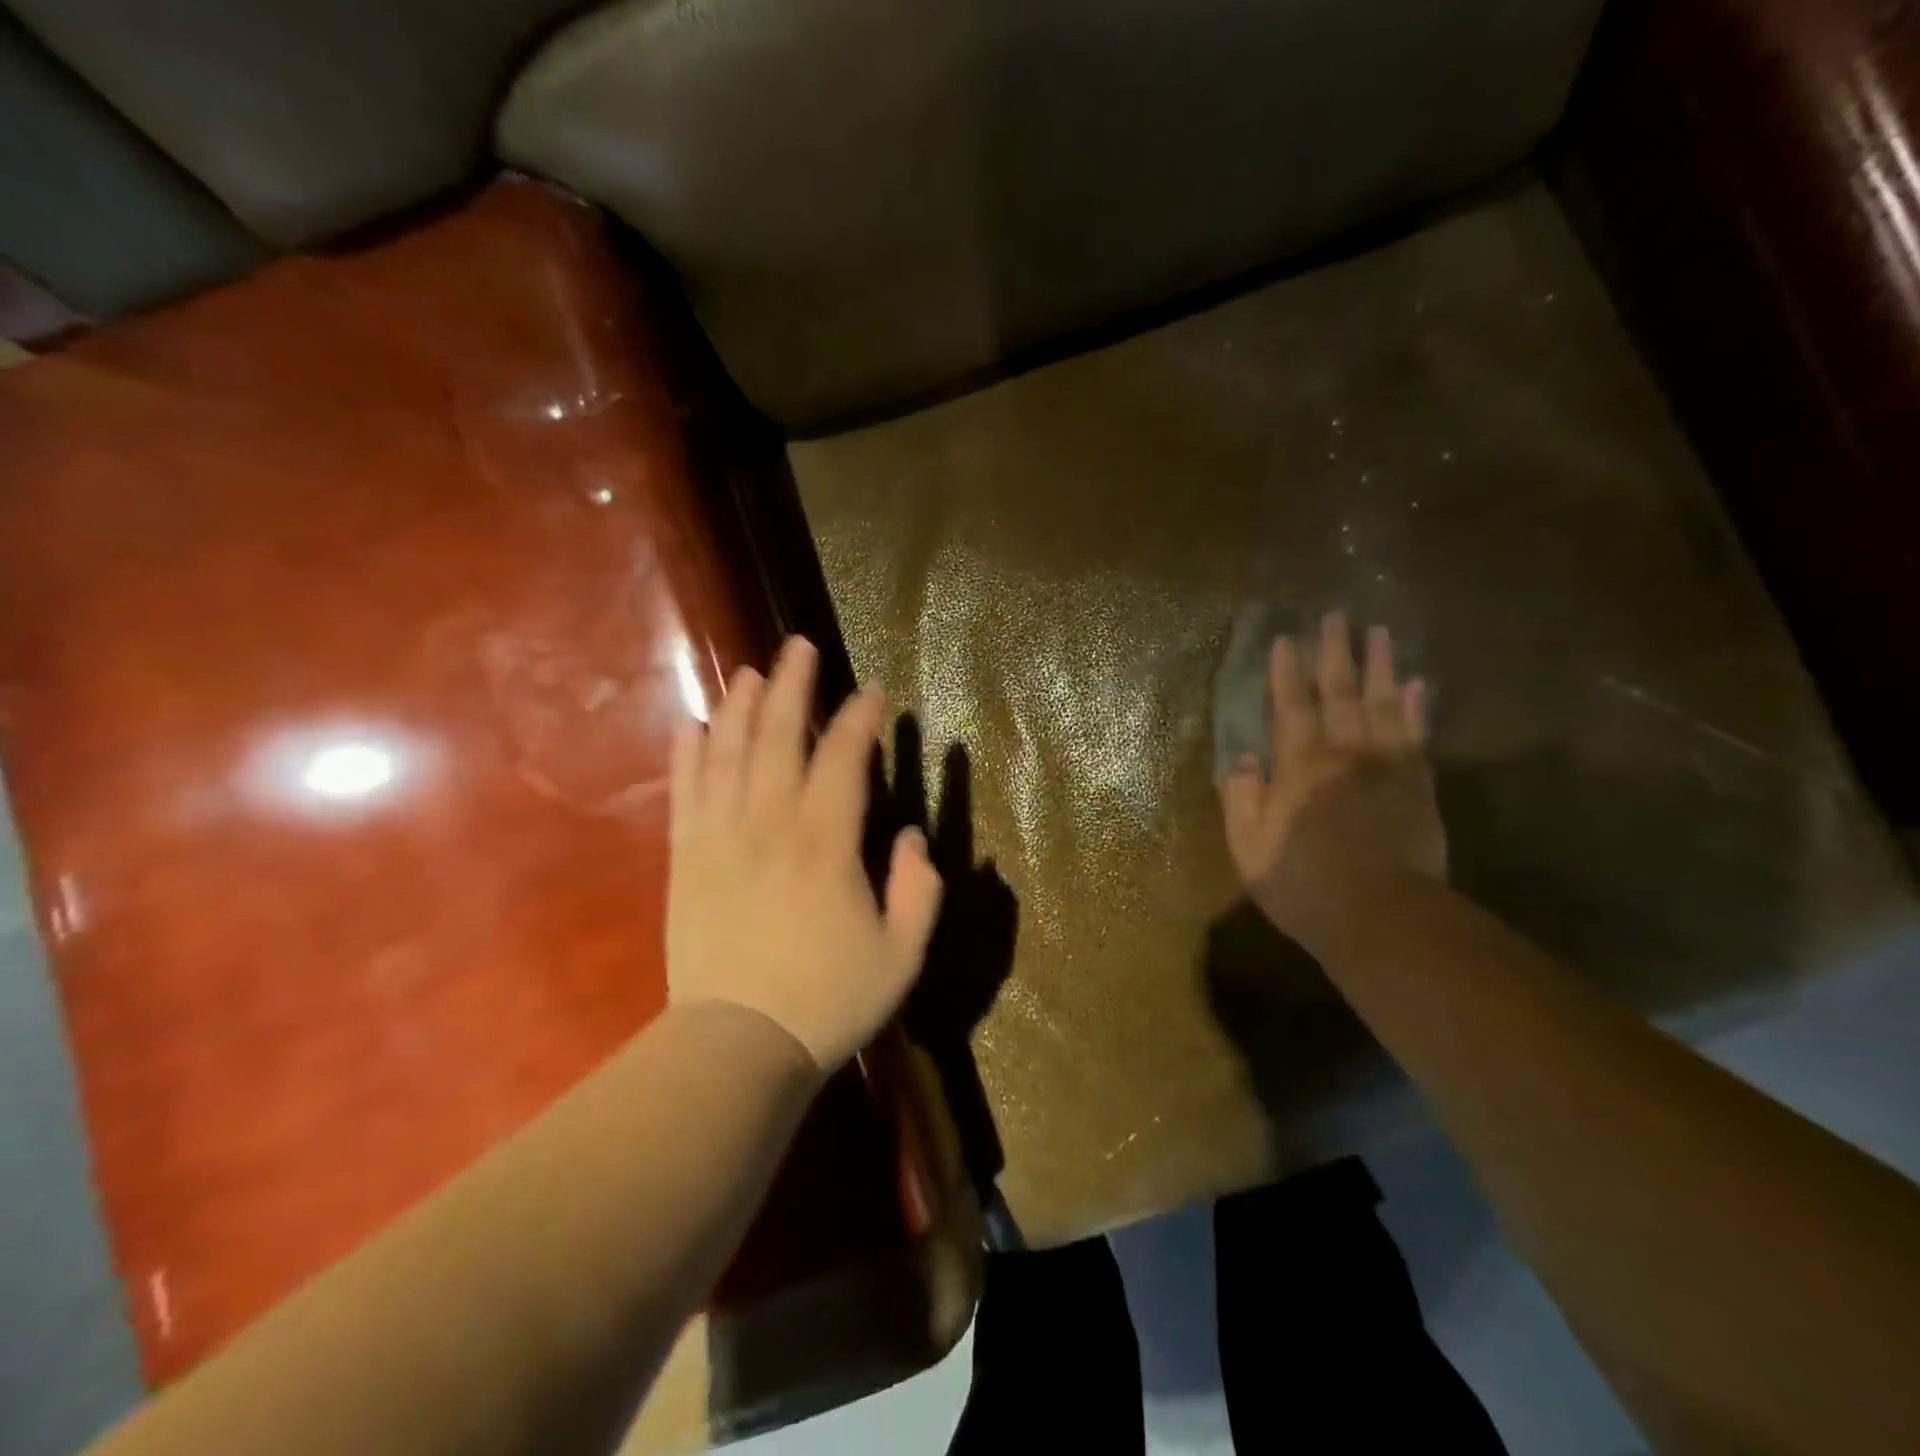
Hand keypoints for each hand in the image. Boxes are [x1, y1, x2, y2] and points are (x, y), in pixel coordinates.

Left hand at [667, 637, 943, 1072]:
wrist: (736, 1046)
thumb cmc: (827, 1000)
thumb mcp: (901, 955)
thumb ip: (918, 890)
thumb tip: (910, 836)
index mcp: (825, 844)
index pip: (844, 760)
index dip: (860, 720)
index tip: (872, 692)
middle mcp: (769, 825)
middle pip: (779, 738)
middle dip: (792, 687)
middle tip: (799, 647)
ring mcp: (720, 838)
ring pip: (728, 754)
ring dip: (740, 708)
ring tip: (750, 673)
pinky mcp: (686, 860)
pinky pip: (685, 794)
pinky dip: (689, 756)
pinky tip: (693, 726)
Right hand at [1221, 612, 1444, 941]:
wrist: (1381, 917)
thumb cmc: (1303, 883)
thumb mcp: (1249, 845)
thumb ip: (1244, 796)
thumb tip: (1247, 757)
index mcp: (1300, 767)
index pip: (1291, 706)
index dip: (1287, 672)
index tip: (1287, 638)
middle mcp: (1345, 754)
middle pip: (1341, 693)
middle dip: (1336, 653)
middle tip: (1337, 617)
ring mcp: (1388, 767)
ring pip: (1384, 704)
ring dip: (1381, 666)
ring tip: (1380, 633)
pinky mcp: (1419, 786)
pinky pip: (1417, 735)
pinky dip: (1416, 707)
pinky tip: (1417, 685)